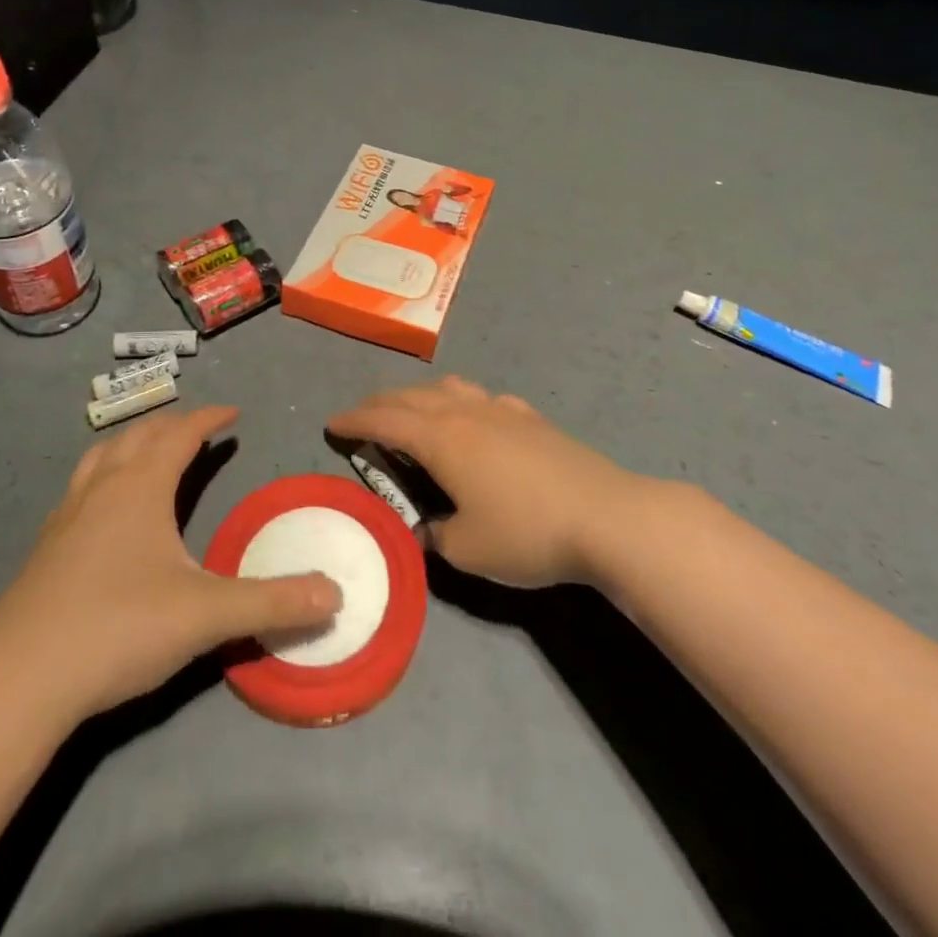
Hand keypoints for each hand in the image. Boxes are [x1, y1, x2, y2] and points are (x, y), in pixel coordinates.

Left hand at [0, 406, 341, 720]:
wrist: (19, 682)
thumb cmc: (118, 630)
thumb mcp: (206, 615)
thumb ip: (273, 602)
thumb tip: (337, 594)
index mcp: (140, 487)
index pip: (179, 434)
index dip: (208, 418)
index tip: (232, 412)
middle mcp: (101, 488)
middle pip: (139, 435)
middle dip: (172, 425)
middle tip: (199, 429)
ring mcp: (66, 515)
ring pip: (102, 456)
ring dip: (133, 443)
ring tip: (151, 451)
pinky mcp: (45, 547)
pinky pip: (81, 487)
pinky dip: (105, 475)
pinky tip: (106, 509)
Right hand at [327, 377, 638, 586]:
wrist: (606, 517)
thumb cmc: (527, 533)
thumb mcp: (467, 548)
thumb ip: (435, 534)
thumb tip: (426, 526)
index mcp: (441, 438)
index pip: (384, 419)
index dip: (354, 420)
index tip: (331, 424)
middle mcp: (465, 412)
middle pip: (411, 396)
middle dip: (380, 403)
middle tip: (363, 417)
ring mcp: (501, 410)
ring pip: (449, 388)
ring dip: (420, 396)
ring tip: (412, 412)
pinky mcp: (531, 418)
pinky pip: (482, 399)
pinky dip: (461, 403)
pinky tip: (473, 421)